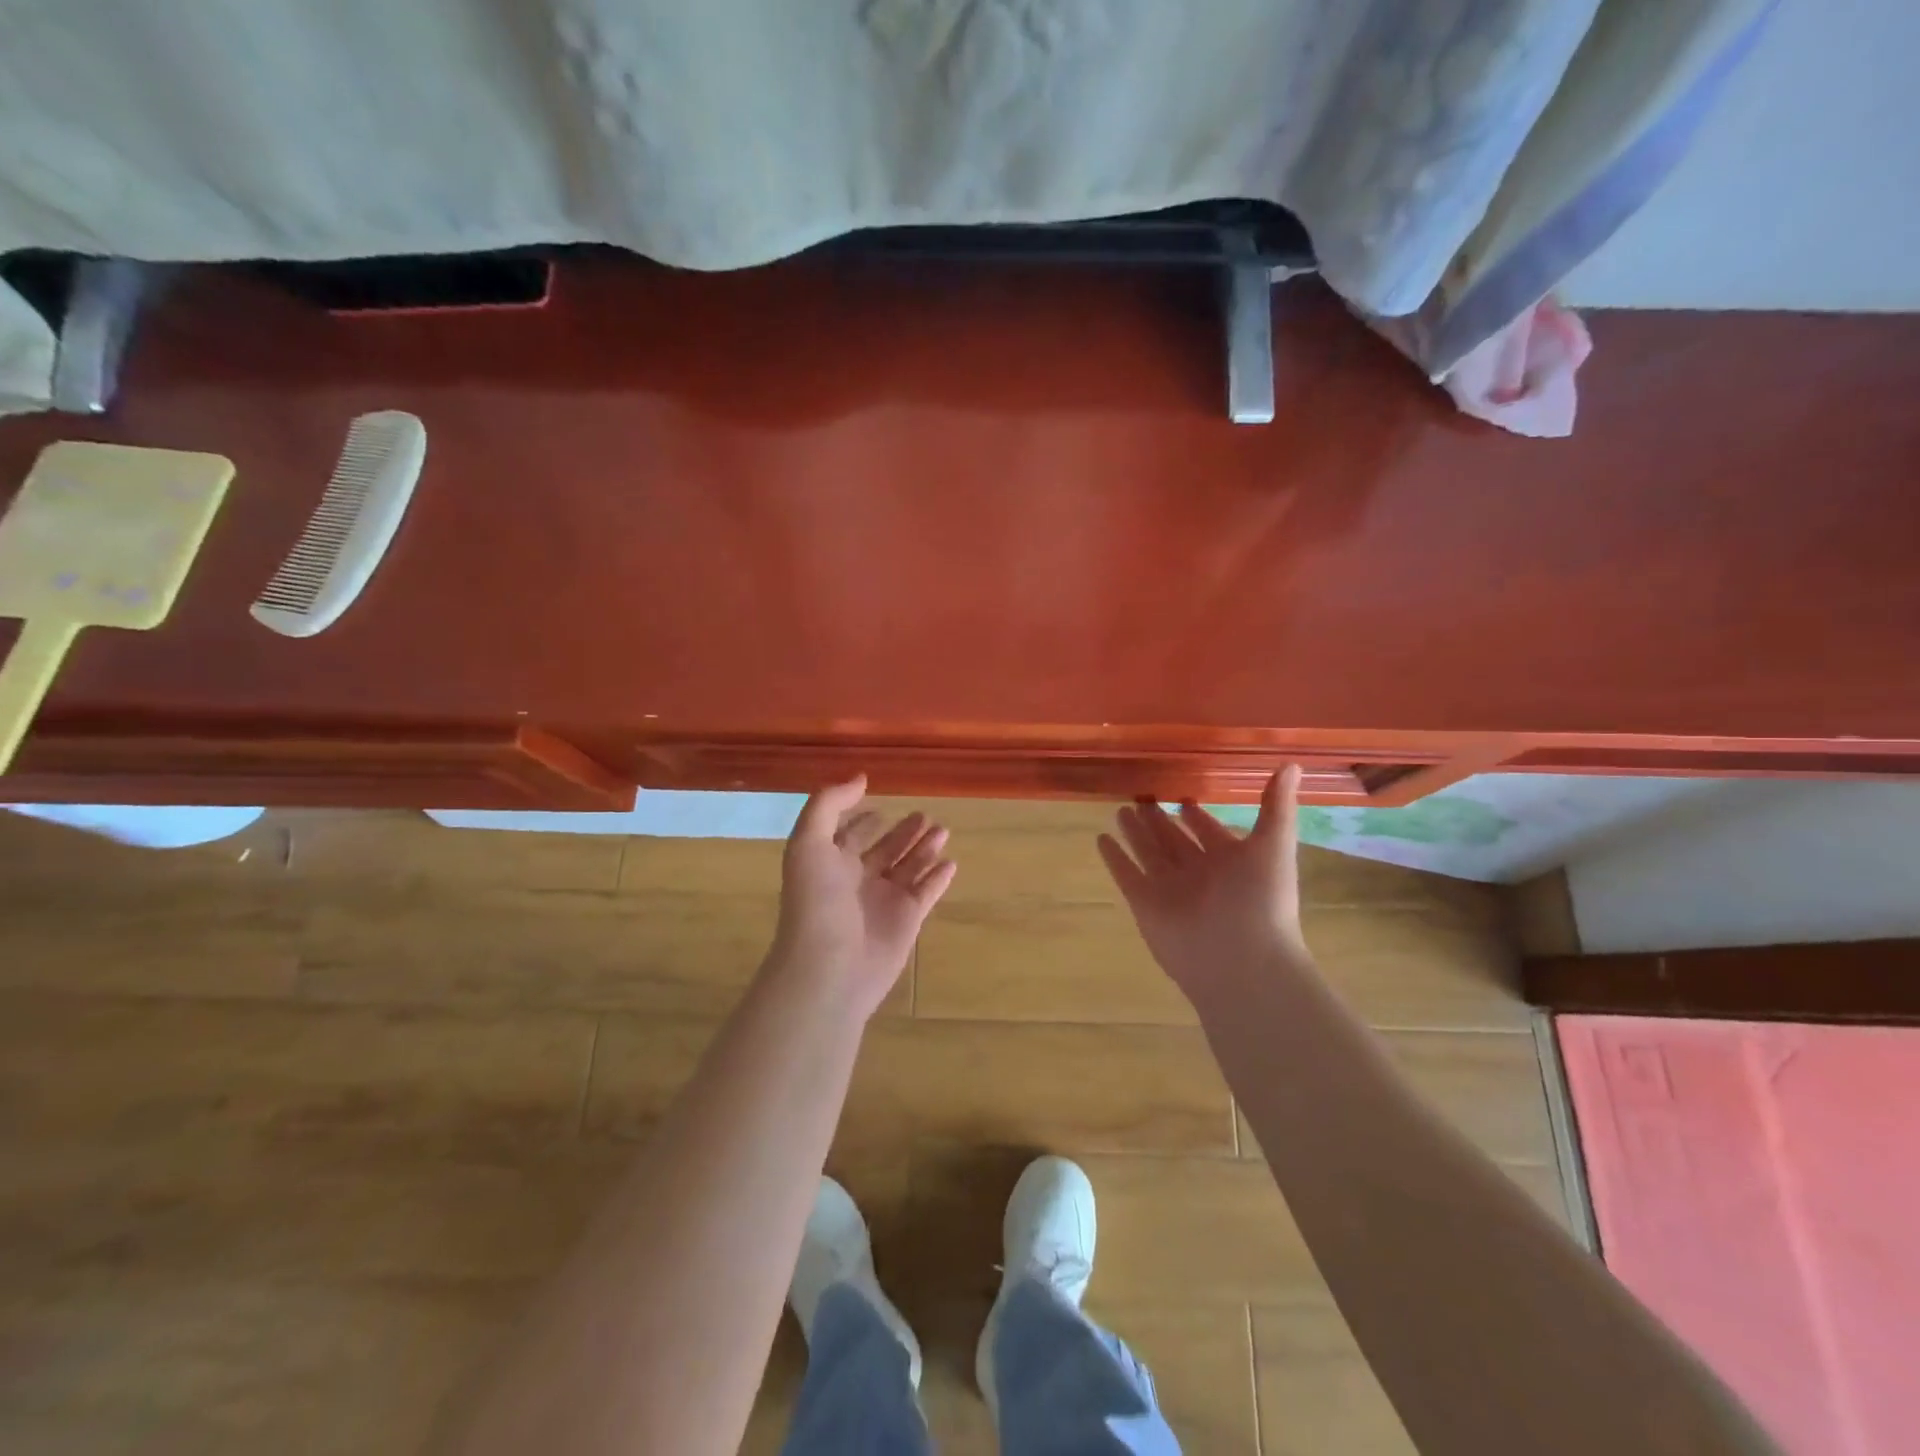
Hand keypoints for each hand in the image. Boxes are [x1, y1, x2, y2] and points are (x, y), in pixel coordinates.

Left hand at [770, 776, 956, 1019]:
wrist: (829, 966)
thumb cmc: (816, 901)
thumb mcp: (808, 842)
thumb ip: (829, 804)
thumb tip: (860, 778)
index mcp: (830, 863)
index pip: (848, 836)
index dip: (861, 821)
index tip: (879, 806)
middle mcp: (857, 881)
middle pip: (884, 850)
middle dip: (902, 832)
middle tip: (924, 814)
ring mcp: (883, 902)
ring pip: (908, 868)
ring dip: (924, 849)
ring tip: (942, 829)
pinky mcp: (907, 921)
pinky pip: (926, 893)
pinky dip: (938, 878)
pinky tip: (950, 862)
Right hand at [1097, 766, 1308, 1002]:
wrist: (1240, 960)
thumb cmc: (1261, 900)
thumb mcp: (1274, 845)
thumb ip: (1277, 806)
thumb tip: (1292, 763)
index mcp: (1231, 861)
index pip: (1209, 832)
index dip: (1197, 816)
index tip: (1184, 796)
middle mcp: (1198, 874)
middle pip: (1174, 840)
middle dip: (1160, 820)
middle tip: (1142, 795)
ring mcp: (1170, 889)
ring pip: (1149, 853)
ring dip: (1136, 833)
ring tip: (1121, 809)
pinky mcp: (1145, 903)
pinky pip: (1126, 874)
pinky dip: (1114, 858)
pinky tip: (1101, 839)